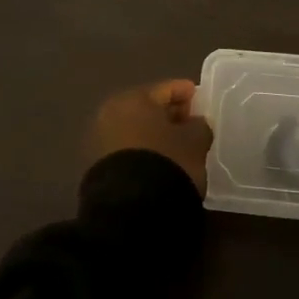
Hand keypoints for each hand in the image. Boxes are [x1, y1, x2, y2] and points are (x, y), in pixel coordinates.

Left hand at [88, 80, 213, 194]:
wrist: (131, 209)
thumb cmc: (167, 161)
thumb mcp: (195, 141)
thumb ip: (199, 126)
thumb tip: (195, 123)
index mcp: (133, 99)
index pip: (165, 89)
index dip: (186, 93)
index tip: (200, 100)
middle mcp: (111, 113)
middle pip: (147, 109)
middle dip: (169, 115)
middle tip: (191, 124)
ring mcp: (100, 141)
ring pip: (136, 131)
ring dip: (155, 135)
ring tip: (177, 147)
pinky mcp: (98, 167)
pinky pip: (128, 150)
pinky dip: (144, 151)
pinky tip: (160, 162)